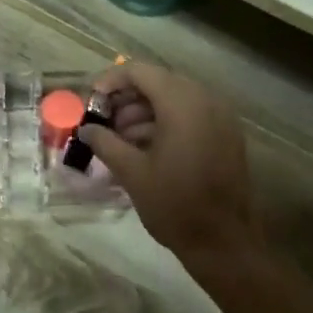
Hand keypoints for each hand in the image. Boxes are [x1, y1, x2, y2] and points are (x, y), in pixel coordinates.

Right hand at [75, 64, 258, 261]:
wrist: (223, 241)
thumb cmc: (174, 205)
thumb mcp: (132, 173)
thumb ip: (105, 143)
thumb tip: (86, 129)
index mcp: (182, 103)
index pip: (140, 72)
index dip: (111, 81)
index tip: (91, 102)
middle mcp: (206, 100)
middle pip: (159, 83)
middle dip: (127, 99)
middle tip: (103, 122)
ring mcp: (221, 117)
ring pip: (175, 99)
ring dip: (145, 112)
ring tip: (120, 139)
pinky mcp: (226, 135)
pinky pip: (192, 115)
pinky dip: (166, 122)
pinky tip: (145, 148)